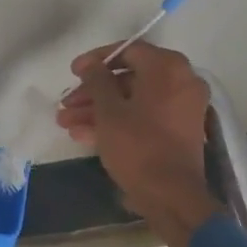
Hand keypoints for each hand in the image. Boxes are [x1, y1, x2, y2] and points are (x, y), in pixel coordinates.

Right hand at [56, 41, 222, 246]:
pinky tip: (83, 135)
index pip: (128, 51)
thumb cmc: (138, 146)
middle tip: (66, 104)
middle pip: (128, 78)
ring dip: (99, 110)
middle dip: (93, 92)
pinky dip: (117, 122)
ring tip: (66, 123)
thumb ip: (97, 80)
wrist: (171, 196)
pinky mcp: (177, 131)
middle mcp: (181, 82)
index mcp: (168, 68)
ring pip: (133, 100)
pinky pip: (144, 117)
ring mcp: (181, 108)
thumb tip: (92, 64)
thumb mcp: (109, 111)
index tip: (73, 72)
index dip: (96, 60)